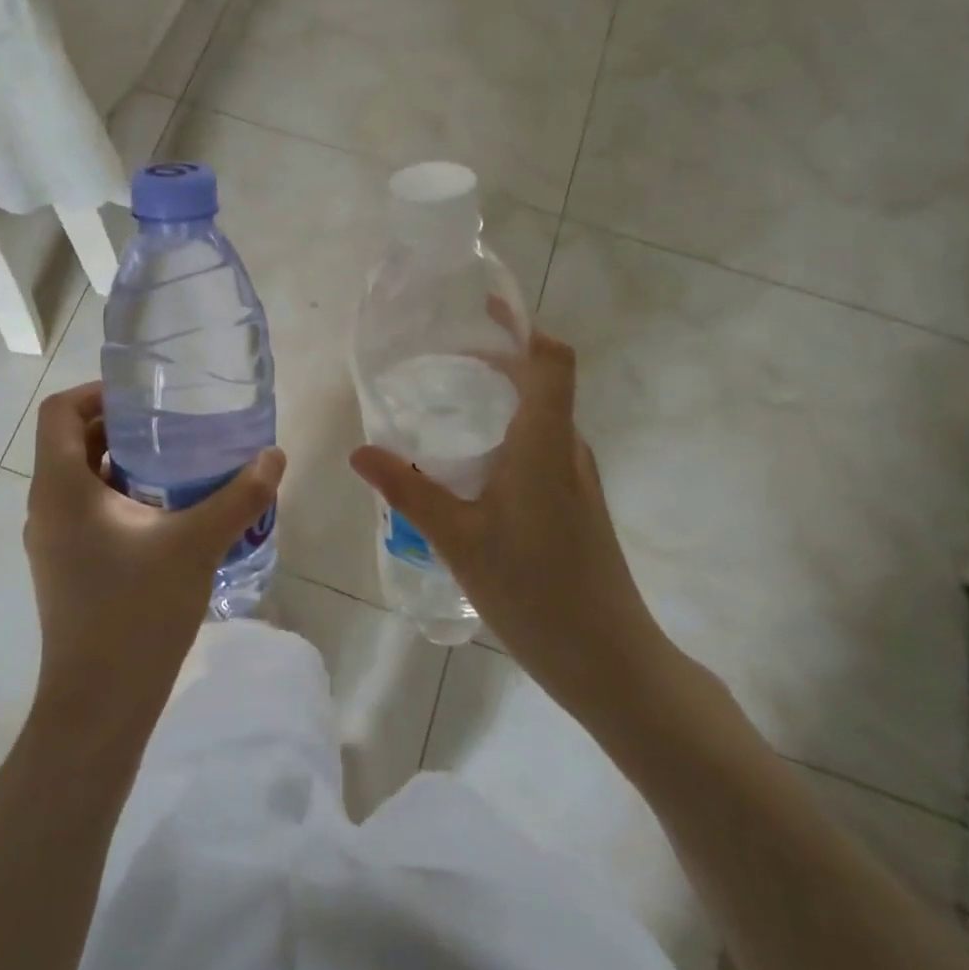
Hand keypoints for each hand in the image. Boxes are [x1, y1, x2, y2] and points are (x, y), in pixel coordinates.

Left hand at [24, 382, 285, 733]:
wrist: (99, 707)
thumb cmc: (136, 612)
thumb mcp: (196, 545)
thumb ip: (239, 496)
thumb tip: (274, 455)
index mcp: (61, 488)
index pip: (59, 412)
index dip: (96, 391)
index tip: (144, 395)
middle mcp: (47, 507)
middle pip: (72, 442)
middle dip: (121, 426)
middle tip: (174, 422)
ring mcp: (54, 541)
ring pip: (82, 479)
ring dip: (124, 463)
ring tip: (179, 461)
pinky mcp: (67, 568)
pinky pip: (89, 511)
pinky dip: (122, 497)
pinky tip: (170, 512)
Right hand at [349, 331, 671, 714]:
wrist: (609, 659)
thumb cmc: (534, 591)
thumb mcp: (458, 539)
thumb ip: (409, 490)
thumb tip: (360, 451)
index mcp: (544, 443)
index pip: (551, 361)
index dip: (523, 327)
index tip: (483, 310)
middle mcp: (567, 449)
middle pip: (542, 383)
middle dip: (497, 362)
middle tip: (441, 362)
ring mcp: (577, 478)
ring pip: (541, 419)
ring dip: (501, 401)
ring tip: (447, 409)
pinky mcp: (576, 504)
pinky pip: (541, 449)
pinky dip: (508, 436)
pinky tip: (470, 469)